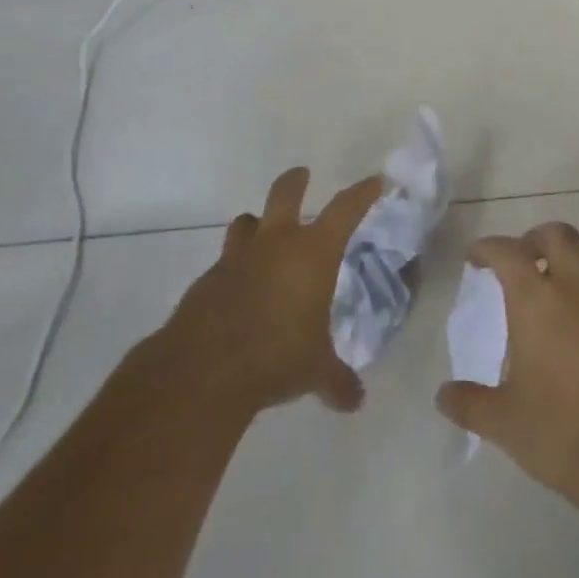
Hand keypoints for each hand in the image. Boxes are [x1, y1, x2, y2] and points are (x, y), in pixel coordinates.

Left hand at [155, 168, 382, 417]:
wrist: (204, 370)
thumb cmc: (276, 356)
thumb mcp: (314, 371)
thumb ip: (337, 380)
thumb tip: (356, 401)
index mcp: (312, 252)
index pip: (345, 209)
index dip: (361, 193)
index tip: (373, 181)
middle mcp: (275, 243)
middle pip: (285, 192)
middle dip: (295, 181)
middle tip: (301, 175)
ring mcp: (237, 258)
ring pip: (246, 222)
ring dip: (256, 223)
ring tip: (261, 231)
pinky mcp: (207, 280)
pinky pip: (225, 262)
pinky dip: (234, 268)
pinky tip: (238, 291)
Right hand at [436, 221, 578, 498]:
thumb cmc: (561, 431)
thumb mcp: (504, 422)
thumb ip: (470, 404)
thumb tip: (442, 396)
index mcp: (537, 301)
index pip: (508, 252)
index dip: (488, 248)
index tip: (475, 259)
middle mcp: (573, 291)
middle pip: (559, 235)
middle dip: (535, 238)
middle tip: (519, 260)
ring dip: (567, 257)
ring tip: (550, 283)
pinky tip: (576, 326)